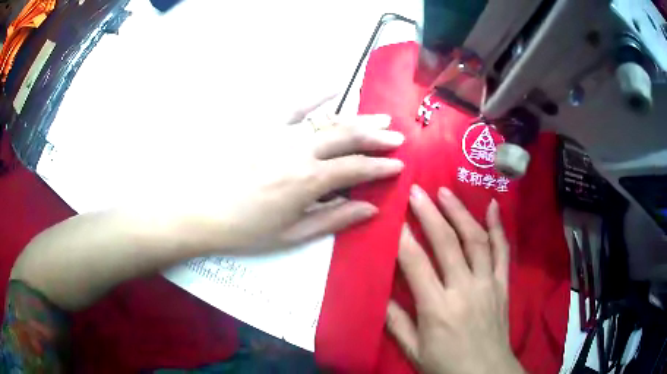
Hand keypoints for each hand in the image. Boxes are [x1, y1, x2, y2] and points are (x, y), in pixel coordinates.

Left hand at [165, 108, 404, 253]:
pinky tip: (332, 86)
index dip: (380, 166)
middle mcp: (298, 150)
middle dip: (376, 136)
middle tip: (397, 135)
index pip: (355, 168)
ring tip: (380, 116)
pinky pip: (292, 105)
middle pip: (346, 137)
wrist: (200, 211)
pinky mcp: (262, 125)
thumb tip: (371, 209)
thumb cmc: (245, 230)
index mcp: (307, 180)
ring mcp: (279, 133)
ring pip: (327, 120)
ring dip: (356, 118)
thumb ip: (333, 219)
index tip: (399, 164)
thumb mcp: (292, 234)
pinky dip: (314, 95)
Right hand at [385, 185, 523, 373]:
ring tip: (446, 191)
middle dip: (430, 213)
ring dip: (460, 213)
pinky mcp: (503, 285)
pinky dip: (498, 227)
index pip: (416, 264)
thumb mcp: (414, 351)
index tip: (393, 215)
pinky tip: (493, 205)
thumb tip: (380, 296)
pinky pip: (503, 251)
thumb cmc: (446, 366)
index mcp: (437, 308)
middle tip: (417, 191)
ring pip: (475, 240)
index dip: (403, 237)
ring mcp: (488, 284)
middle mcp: (464, 289)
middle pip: (447, 243)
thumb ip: (396, 323)